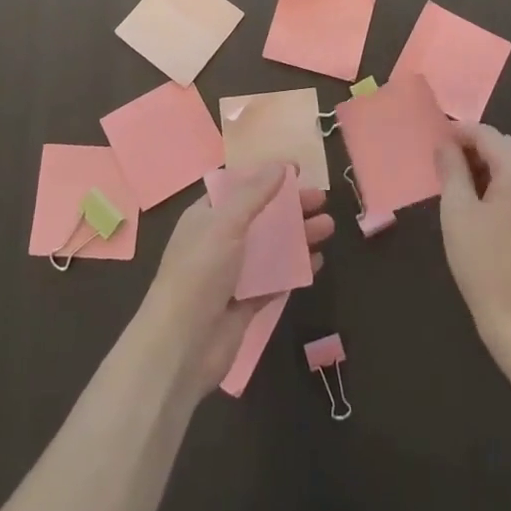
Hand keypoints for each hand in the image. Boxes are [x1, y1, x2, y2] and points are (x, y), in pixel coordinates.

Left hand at [136, 164, 334, 399]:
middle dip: (291, 206)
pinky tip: (318, 262)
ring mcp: (233, 273)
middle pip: (260, 215)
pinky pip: (275, 279)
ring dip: (298, 235)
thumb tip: (279, 165)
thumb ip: (254, 193)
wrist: (182, 345)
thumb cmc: (200, 272)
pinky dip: (295, 269)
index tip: (297, 169)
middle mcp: (218, 240)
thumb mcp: (225, 223)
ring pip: (271, 247)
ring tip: (329, 227)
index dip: (266, 175)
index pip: (239, 186)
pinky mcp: (246, 302)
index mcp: (206, 216)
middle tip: (322, 199)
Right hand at [436, 123, 510, 367]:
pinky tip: (486, 203)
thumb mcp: (458, 214)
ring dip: (492, 166)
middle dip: (477, 148)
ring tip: (461, 182)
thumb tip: (445, 144)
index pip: (490, 135)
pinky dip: (507, 185)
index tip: (435, 138)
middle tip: (445, 161)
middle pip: (509, 147)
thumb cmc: (486, 267)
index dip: (460, 132)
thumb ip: (452, 170)